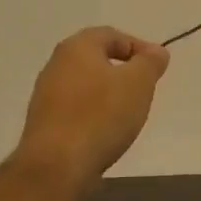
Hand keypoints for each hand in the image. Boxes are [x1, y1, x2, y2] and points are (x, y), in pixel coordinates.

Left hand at [14, 27, 170, 185]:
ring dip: (108, 95)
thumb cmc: (101, 116)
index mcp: (77, 47)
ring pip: (85, 85)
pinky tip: (105, 133)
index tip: (157, 68)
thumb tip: (156, 51)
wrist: (57, 165)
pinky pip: (75, 109)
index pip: (112, 35)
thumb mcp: (138, 83)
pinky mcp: (43, 122)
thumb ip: (150, 63)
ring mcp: (45, 94)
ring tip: (128, 115)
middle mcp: (56, 64)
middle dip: (123, 72)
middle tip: (144, 90)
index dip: (139, 47)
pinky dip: (93, 114)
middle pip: (96, 59)